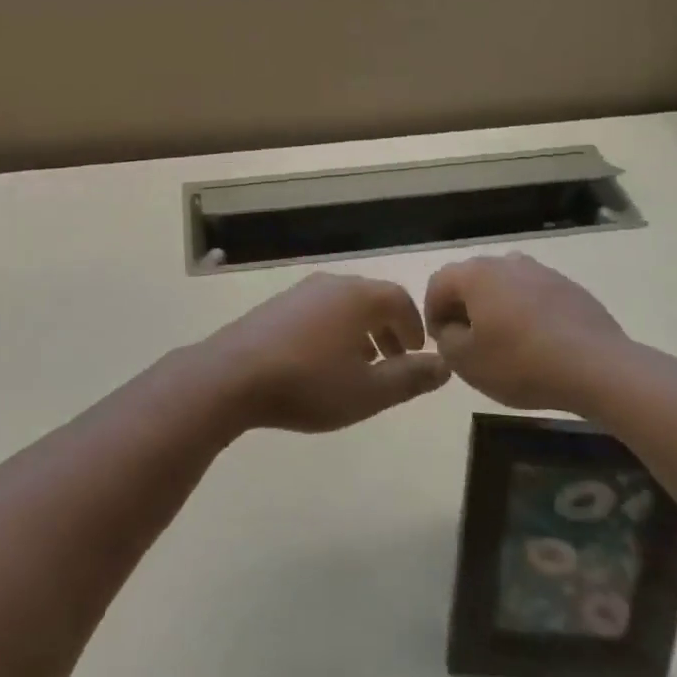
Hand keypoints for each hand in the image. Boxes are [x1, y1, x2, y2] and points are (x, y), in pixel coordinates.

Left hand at [201, 274, 450, 433]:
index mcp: (358, 297)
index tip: (416, 354)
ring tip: (361, 366)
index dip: (414, 326)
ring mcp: (300, 292)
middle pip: (372, 298)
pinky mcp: (276, 305)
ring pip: (343, 305)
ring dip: (360, 331)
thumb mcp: (368, 392)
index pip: (400, 299)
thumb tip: (444, 366)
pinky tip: (323, 362)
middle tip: (394, 362)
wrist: (232, 376)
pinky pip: (318, 311)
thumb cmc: (309, 384)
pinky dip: (333, 330)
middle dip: (388, 329)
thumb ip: (410, 378)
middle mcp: (331, 284)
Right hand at [423, 254, 633, 411]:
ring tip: (505, 342)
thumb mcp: (465, 362)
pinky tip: (538, 343)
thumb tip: (451, 328)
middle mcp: (506, 262)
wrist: (598, 367)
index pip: (438, 283)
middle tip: (469, 342)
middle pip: (472, 280)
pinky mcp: (569, 287)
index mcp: (475, 274)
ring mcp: (541, 272)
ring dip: (497, 308)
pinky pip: (535, 296)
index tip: (441, 342)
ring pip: (505, 286)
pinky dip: (527, 313)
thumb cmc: (521, 363)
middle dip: (464, 308)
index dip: (432, 313)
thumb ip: (446, 340)